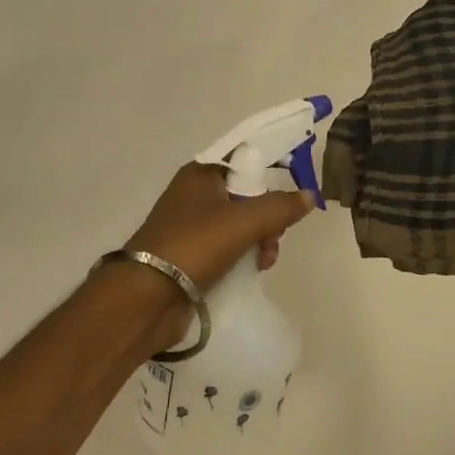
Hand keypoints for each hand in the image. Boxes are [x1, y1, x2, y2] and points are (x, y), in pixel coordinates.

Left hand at [124, 163, 314, 293]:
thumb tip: (308, 195)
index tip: (296, 180)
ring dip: (261, 238)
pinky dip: (246, 255)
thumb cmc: (193, 246)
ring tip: (266, 260)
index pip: (244, 156)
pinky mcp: (193, 255)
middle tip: (277, 234)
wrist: (146, 299)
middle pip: (247, 192)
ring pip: (241, 222)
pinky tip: (256, 270)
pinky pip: (230, 246)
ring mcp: (193, 226)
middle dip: (269, 214)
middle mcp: (196, 194)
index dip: (271, 164)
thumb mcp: (243, 221)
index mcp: (201, 173)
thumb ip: (280, 207)